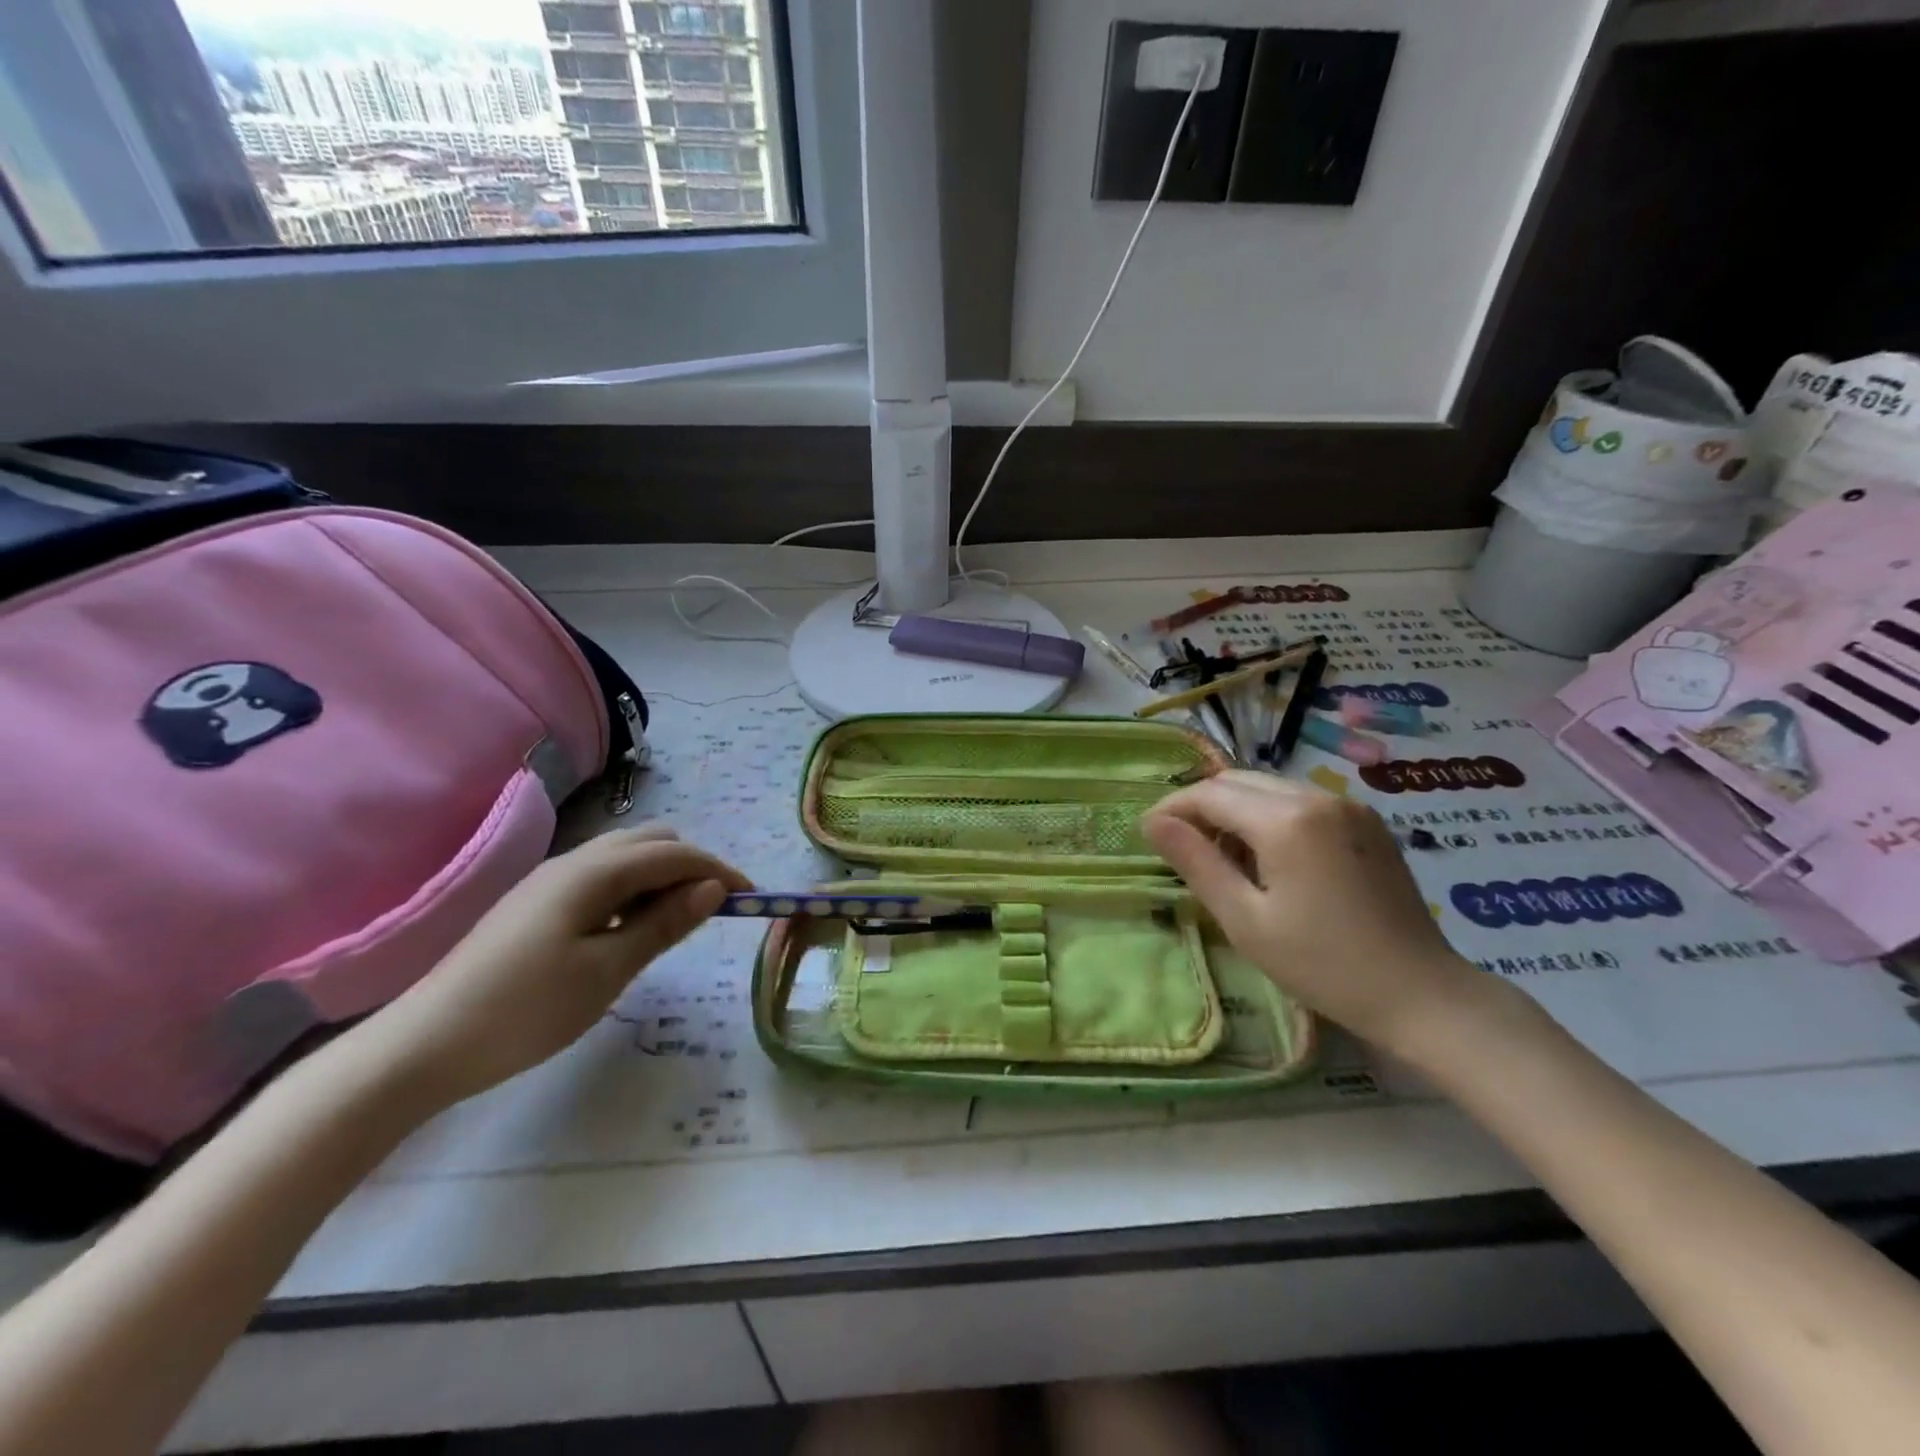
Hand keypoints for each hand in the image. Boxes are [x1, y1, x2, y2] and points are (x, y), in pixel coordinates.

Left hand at [343, 826, 749, 1107]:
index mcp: (593, 872)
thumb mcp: (607, 971)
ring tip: (672, 925)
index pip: (674, 853)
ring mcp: (549, 880)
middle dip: (690, 866)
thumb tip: (712, 889)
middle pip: (650, 841)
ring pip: (624, 858)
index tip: (751, 899)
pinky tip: (627, 931)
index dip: (718, 870)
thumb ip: (663, 924)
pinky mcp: (535, 903)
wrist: (421, 1047)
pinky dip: (630, 891)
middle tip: (708, 913)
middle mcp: (573, 862)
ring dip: (659, 878)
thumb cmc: (525, 1011)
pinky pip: (600, 878)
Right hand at [1143, 773, 1492, 1052]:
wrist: (1420, 993)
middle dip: (1201, 805)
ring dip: (1234, 809)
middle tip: (1178, 844)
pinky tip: (1266, 856)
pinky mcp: (1366, 822)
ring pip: (1269, 788)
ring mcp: (1348, 806)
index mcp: (1287, 821)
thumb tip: (1154, 823)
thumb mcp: (1245, 920)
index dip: (1172, 808)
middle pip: (1239, 781)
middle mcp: (1318, 797)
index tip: (1147, 833)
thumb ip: (1196, 862)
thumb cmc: (1322, 964)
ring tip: (1220, 855)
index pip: (1211, 794)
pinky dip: (1269, 815)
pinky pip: (1301, 801)